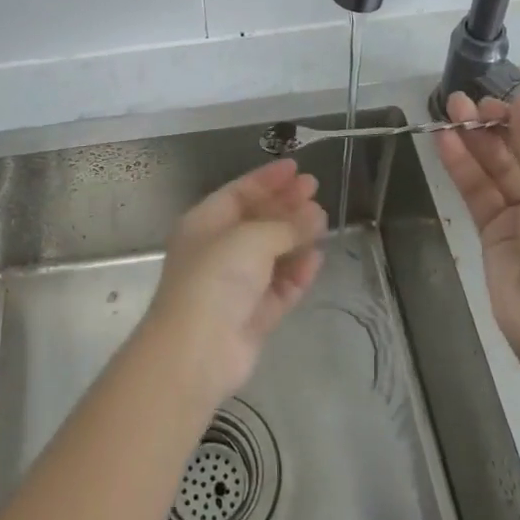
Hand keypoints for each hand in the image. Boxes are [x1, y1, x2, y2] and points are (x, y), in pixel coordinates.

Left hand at [144, 159, 325, 407]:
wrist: (196, 351)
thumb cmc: (215, 278)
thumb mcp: (251, 239)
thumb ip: (286, 225)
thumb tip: (316, 213)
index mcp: (205, 223)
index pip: (239, 192)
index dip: (267, 179)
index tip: (296, 168)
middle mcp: (218, 250)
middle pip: (257, 220)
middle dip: (285, 204)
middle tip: (315, 189)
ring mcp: (236, 284)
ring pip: (271, 253)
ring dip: (295, 237)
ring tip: (323, 221)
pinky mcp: (253, 316)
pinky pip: (279, 287)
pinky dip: (297, 272)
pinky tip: (317, 258)